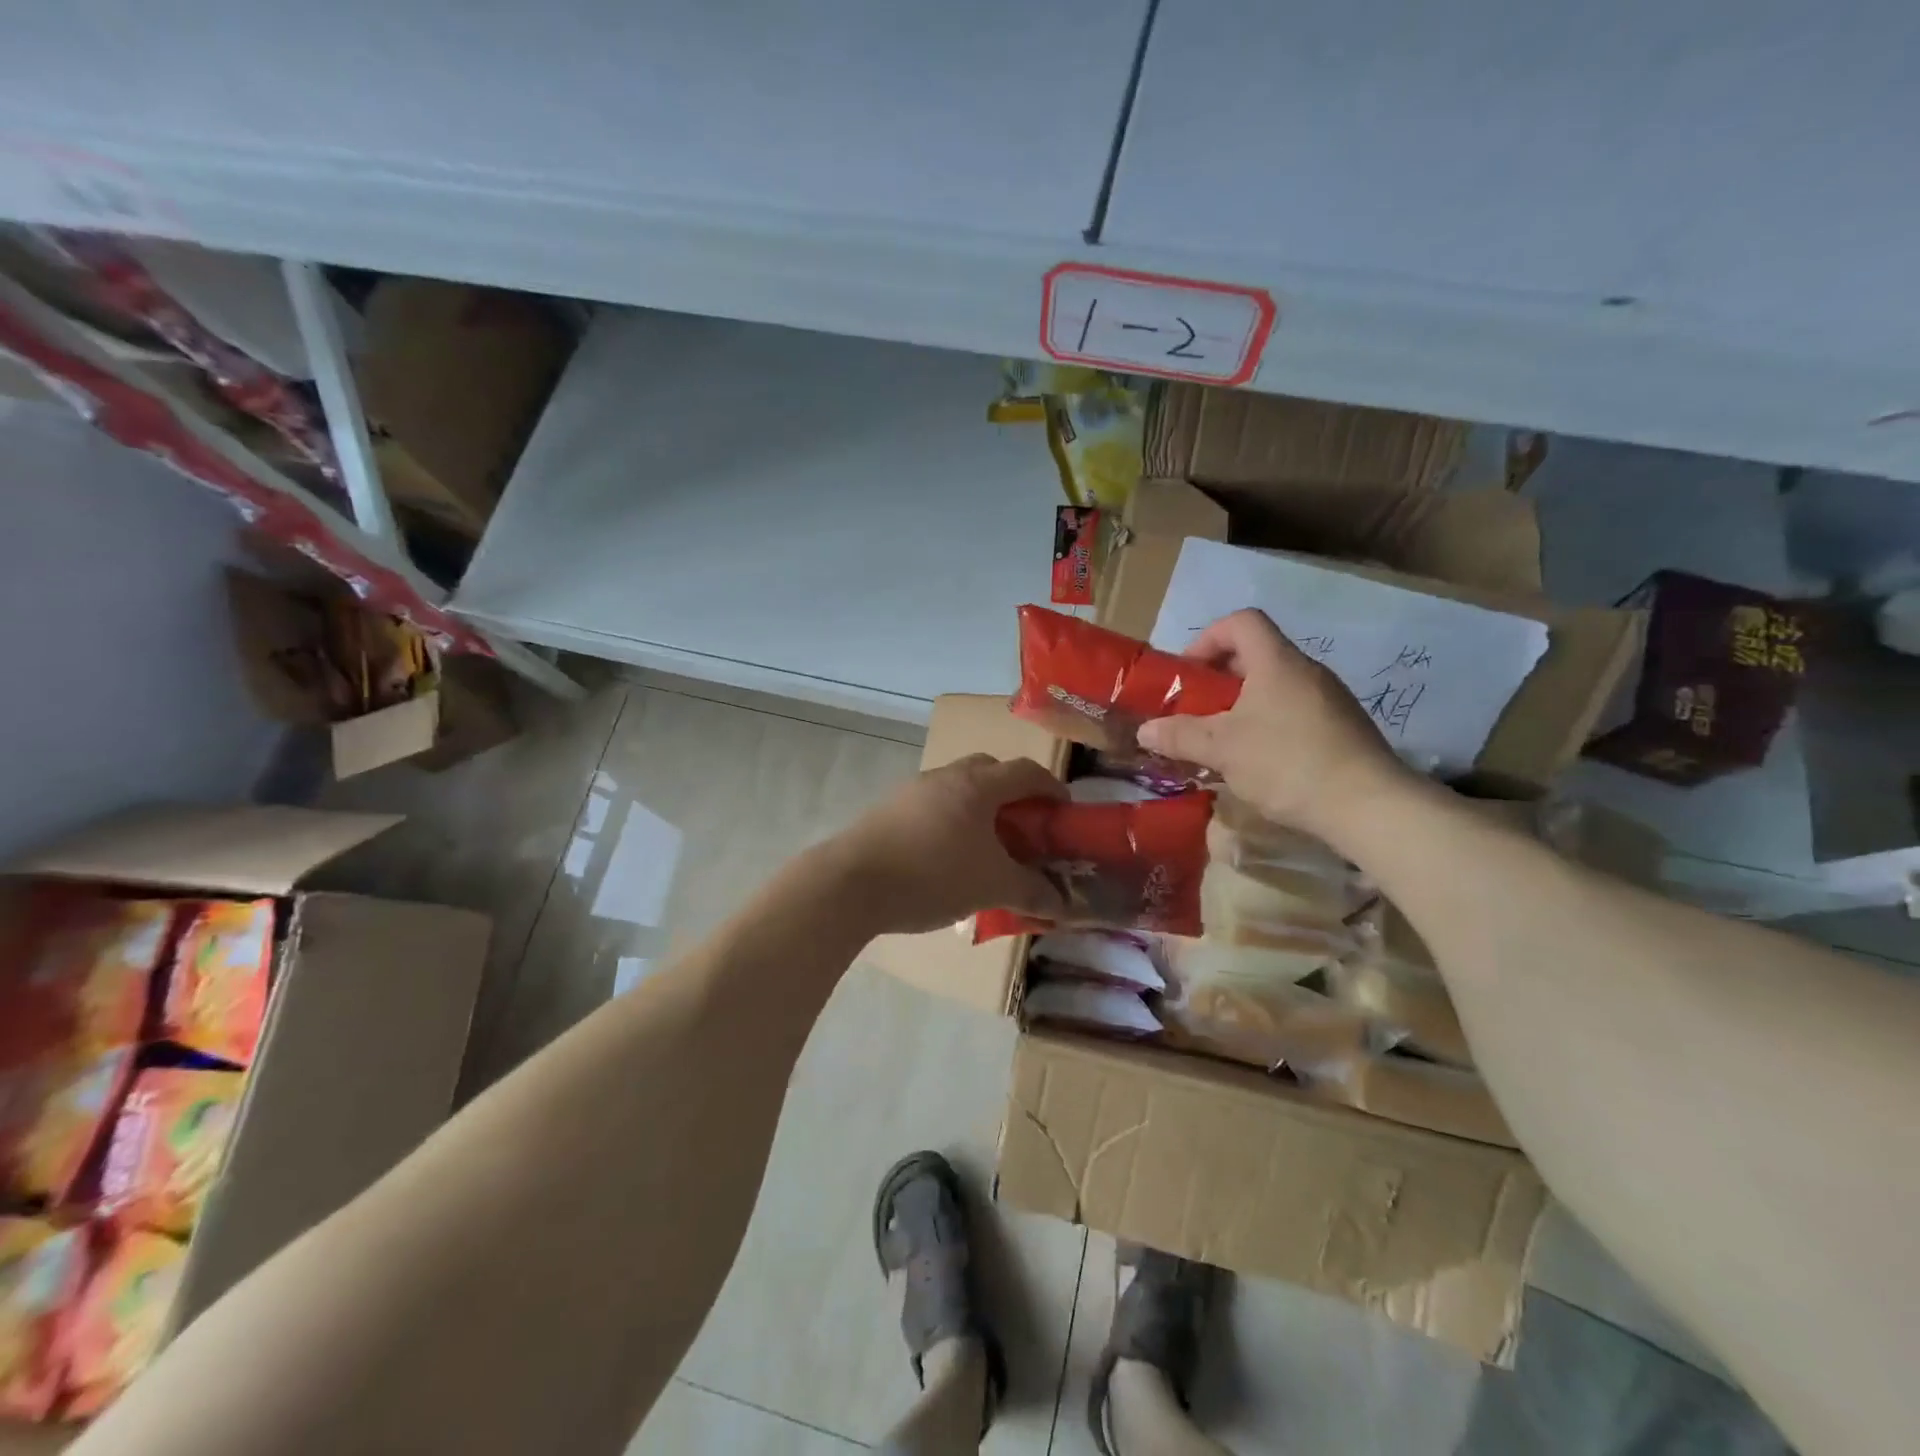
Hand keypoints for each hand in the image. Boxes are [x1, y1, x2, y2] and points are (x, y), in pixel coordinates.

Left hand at [834, 754, 1068, 934]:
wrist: (852, 883)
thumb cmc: (933, 875)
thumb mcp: (992, 887)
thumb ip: (1033, 892)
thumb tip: (1064, 905)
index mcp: (977, 784)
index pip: (1026, 771)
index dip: (1051, 788)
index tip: (1064, 812)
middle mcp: (946, 776)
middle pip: (990, 771)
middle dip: (1013, 794)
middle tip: (1025, 827)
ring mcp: (913, 790)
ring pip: (958, 788)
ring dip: (978, 808)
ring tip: (986, 847)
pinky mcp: (889, 809)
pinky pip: (933, 806)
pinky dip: (950, 822)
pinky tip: (947, 857)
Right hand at [1138, 609, 1414, 837]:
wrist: (1368, 805)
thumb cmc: (1287, 763)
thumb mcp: (1222, 749)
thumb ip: (1179, 736)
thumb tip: (1144, 731)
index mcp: (1277, 662)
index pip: (1242, 622)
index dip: (1209, 638)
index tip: (1189, 672)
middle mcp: (1308, 671)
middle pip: (1257, 655)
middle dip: (1220, 679)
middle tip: (1197, 709)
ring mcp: (1331, 700)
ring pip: (1276, 687)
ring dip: (1243, 705)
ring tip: (1223, 740)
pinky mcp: (1344, 729)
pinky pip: (1296, 712)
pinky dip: (1270, 724)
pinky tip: (1260, 762)